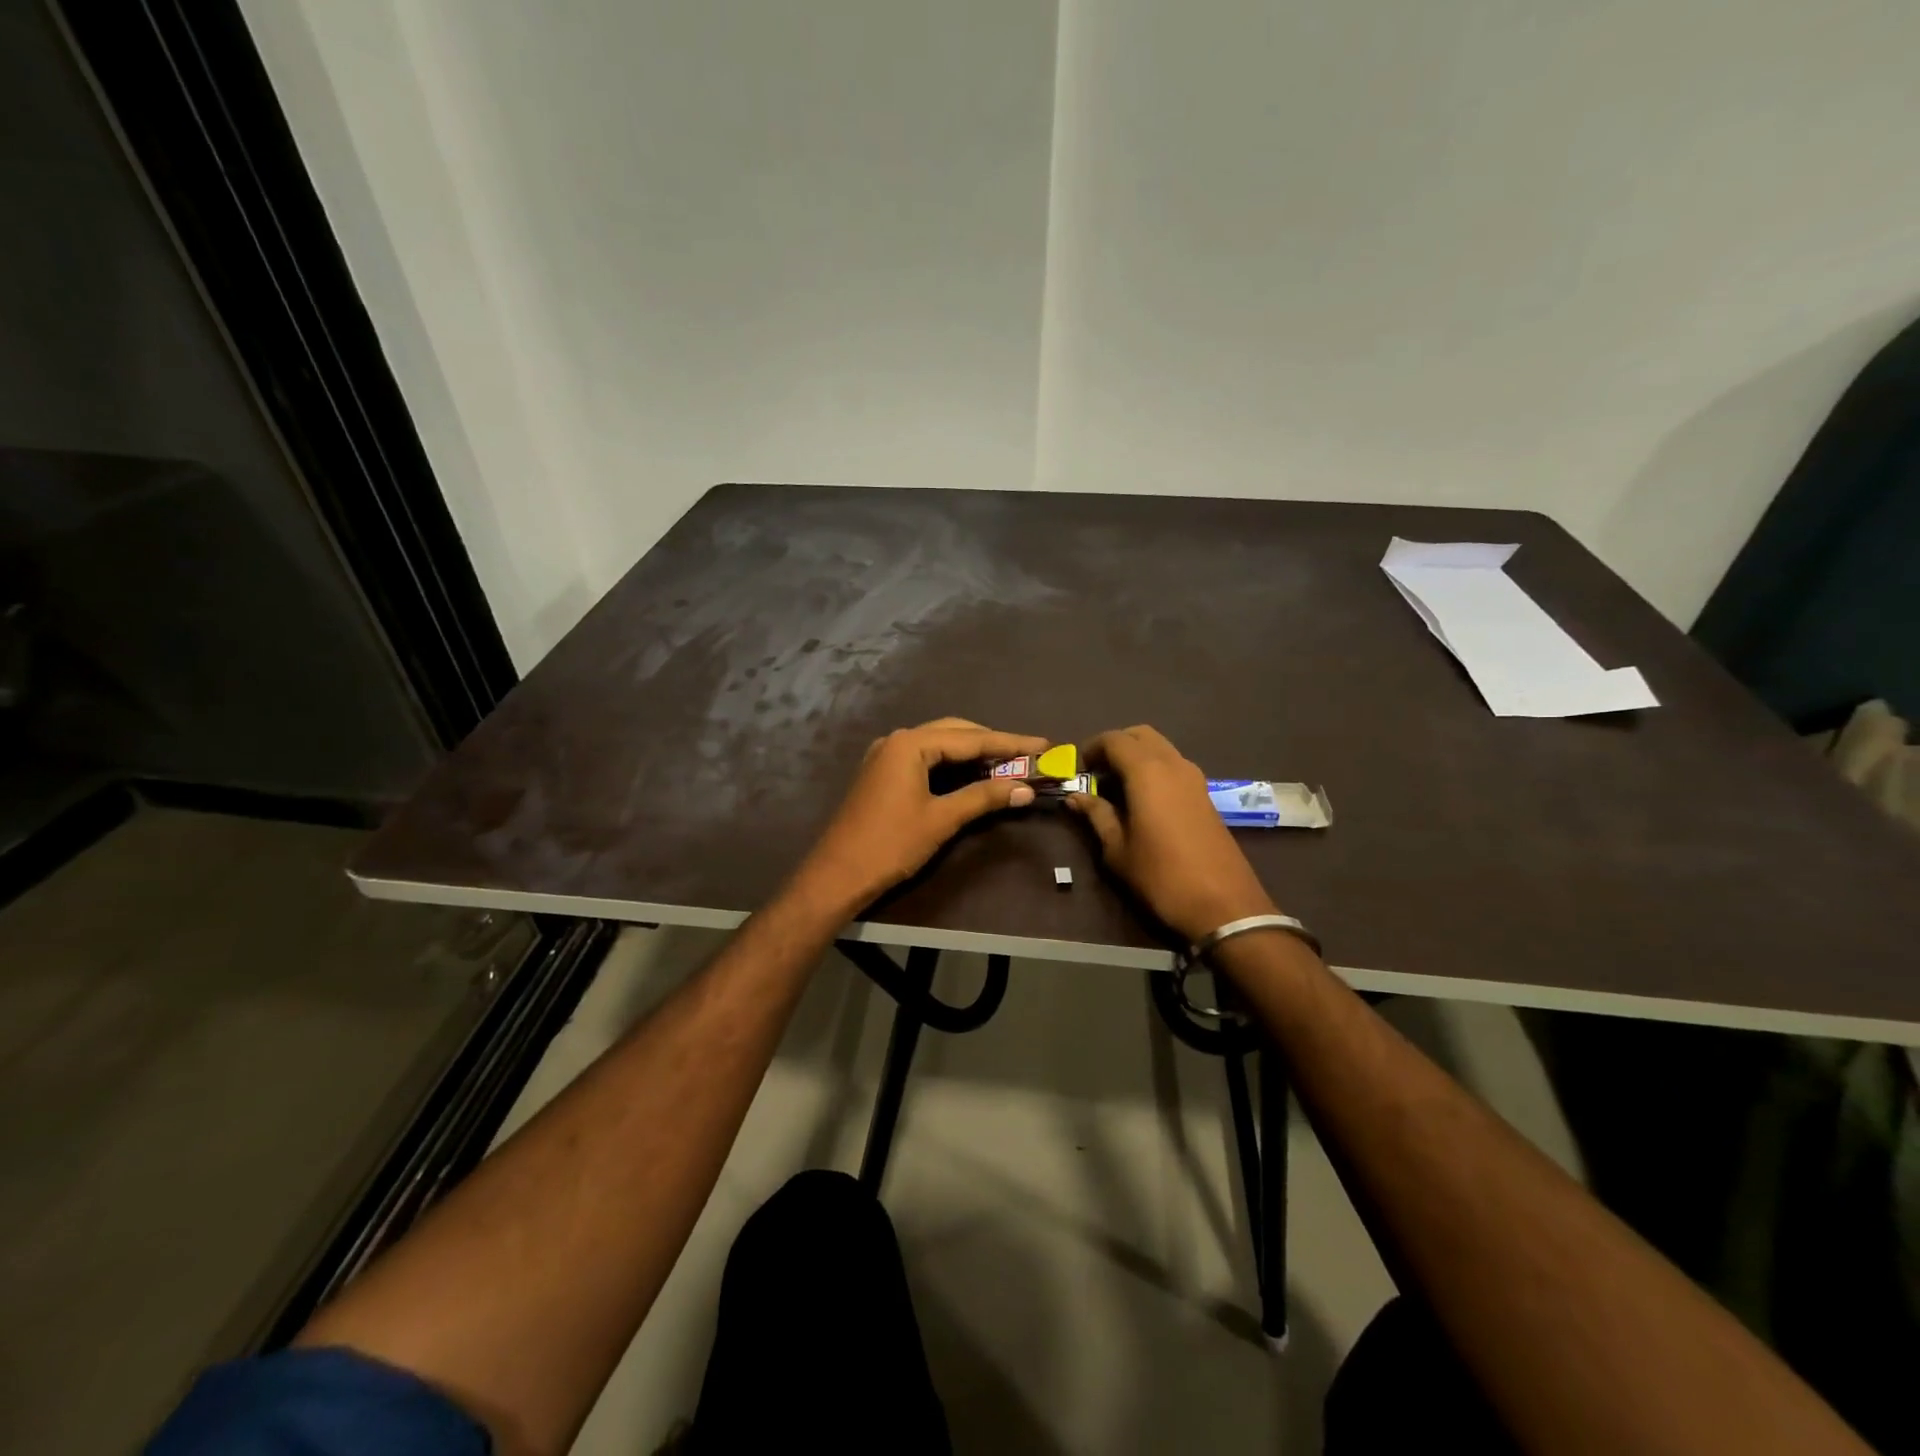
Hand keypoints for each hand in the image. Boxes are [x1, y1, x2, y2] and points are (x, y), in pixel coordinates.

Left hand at [794, 718, 1047, 913]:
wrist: (837, 876)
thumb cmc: (890, 845)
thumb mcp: (942, 820)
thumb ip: (984, 797)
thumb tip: (1026, 788)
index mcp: (910, 744)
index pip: (971, 738)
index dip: (1011, 743)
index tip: (1044, 744)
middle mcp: (898, 740)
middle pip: (955, 733)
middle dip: (993, 744)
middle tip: (1029, 756)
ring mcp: (886, 756)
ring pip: (940, 745)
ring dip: (973, 754)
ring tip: (1009, 765)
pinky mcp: (882, 774)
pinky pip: (926, 759)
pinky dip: (952, 766)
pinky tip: (973, 775)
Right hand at [1066, 725, 1278, 942]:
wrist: (1224, 904)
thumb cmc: (1162, 876)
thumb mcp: (1118, 849)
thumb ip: (1097, 815)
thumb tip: (1076, 796)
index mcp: (1147, 772)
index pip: (1114, 739)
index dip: (1092, 748)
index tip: (1079, 769)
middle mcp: (1173, 764)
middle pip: (1141, 735)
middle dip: (1116, 745)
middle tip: (1098, 773)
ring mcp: (1194, 778)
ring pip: (1160, 748)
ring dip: (1137, 756)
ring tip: (1117, 788)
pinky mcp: (1205, 794)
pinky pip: (1174, 765)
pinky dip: (1154, 769)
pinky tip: (1142, 800)